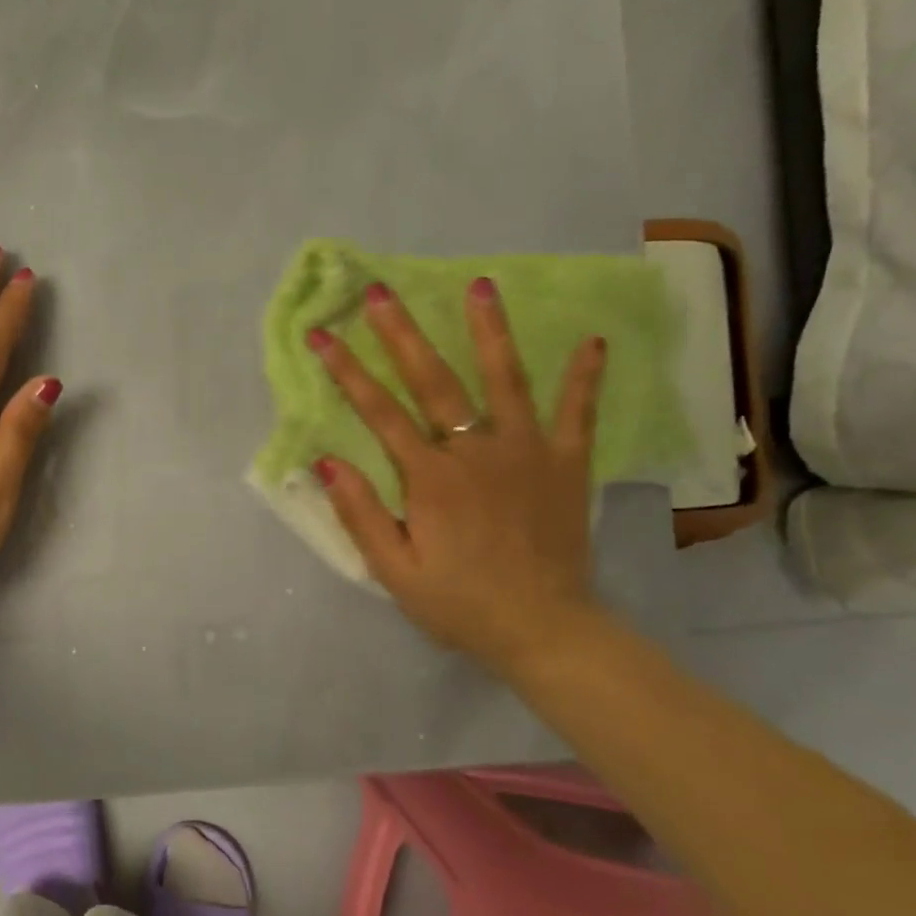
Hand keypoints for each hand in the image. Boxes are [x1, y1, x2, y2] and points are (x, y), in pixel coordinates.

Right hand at [307, 277, 605, 674]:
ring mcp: (528, 452)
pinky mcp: (567, 464)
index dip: (346, 371)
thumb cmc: (459, 604)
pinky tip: (593, 340)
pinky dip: (584, 377)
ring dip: (490, 331)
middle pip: (434, 381)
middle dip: (403, 334)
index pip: (379, 412)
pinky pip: (578, 413)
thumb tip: (327, 461)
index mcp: (431, 478)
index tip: (322, 335)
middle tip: (381, 292)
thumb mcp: (395, 571)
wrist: (544, 630)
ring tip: (481, 285)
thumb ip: (361, 514)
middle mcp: (477, 452)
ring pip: (506, 380)